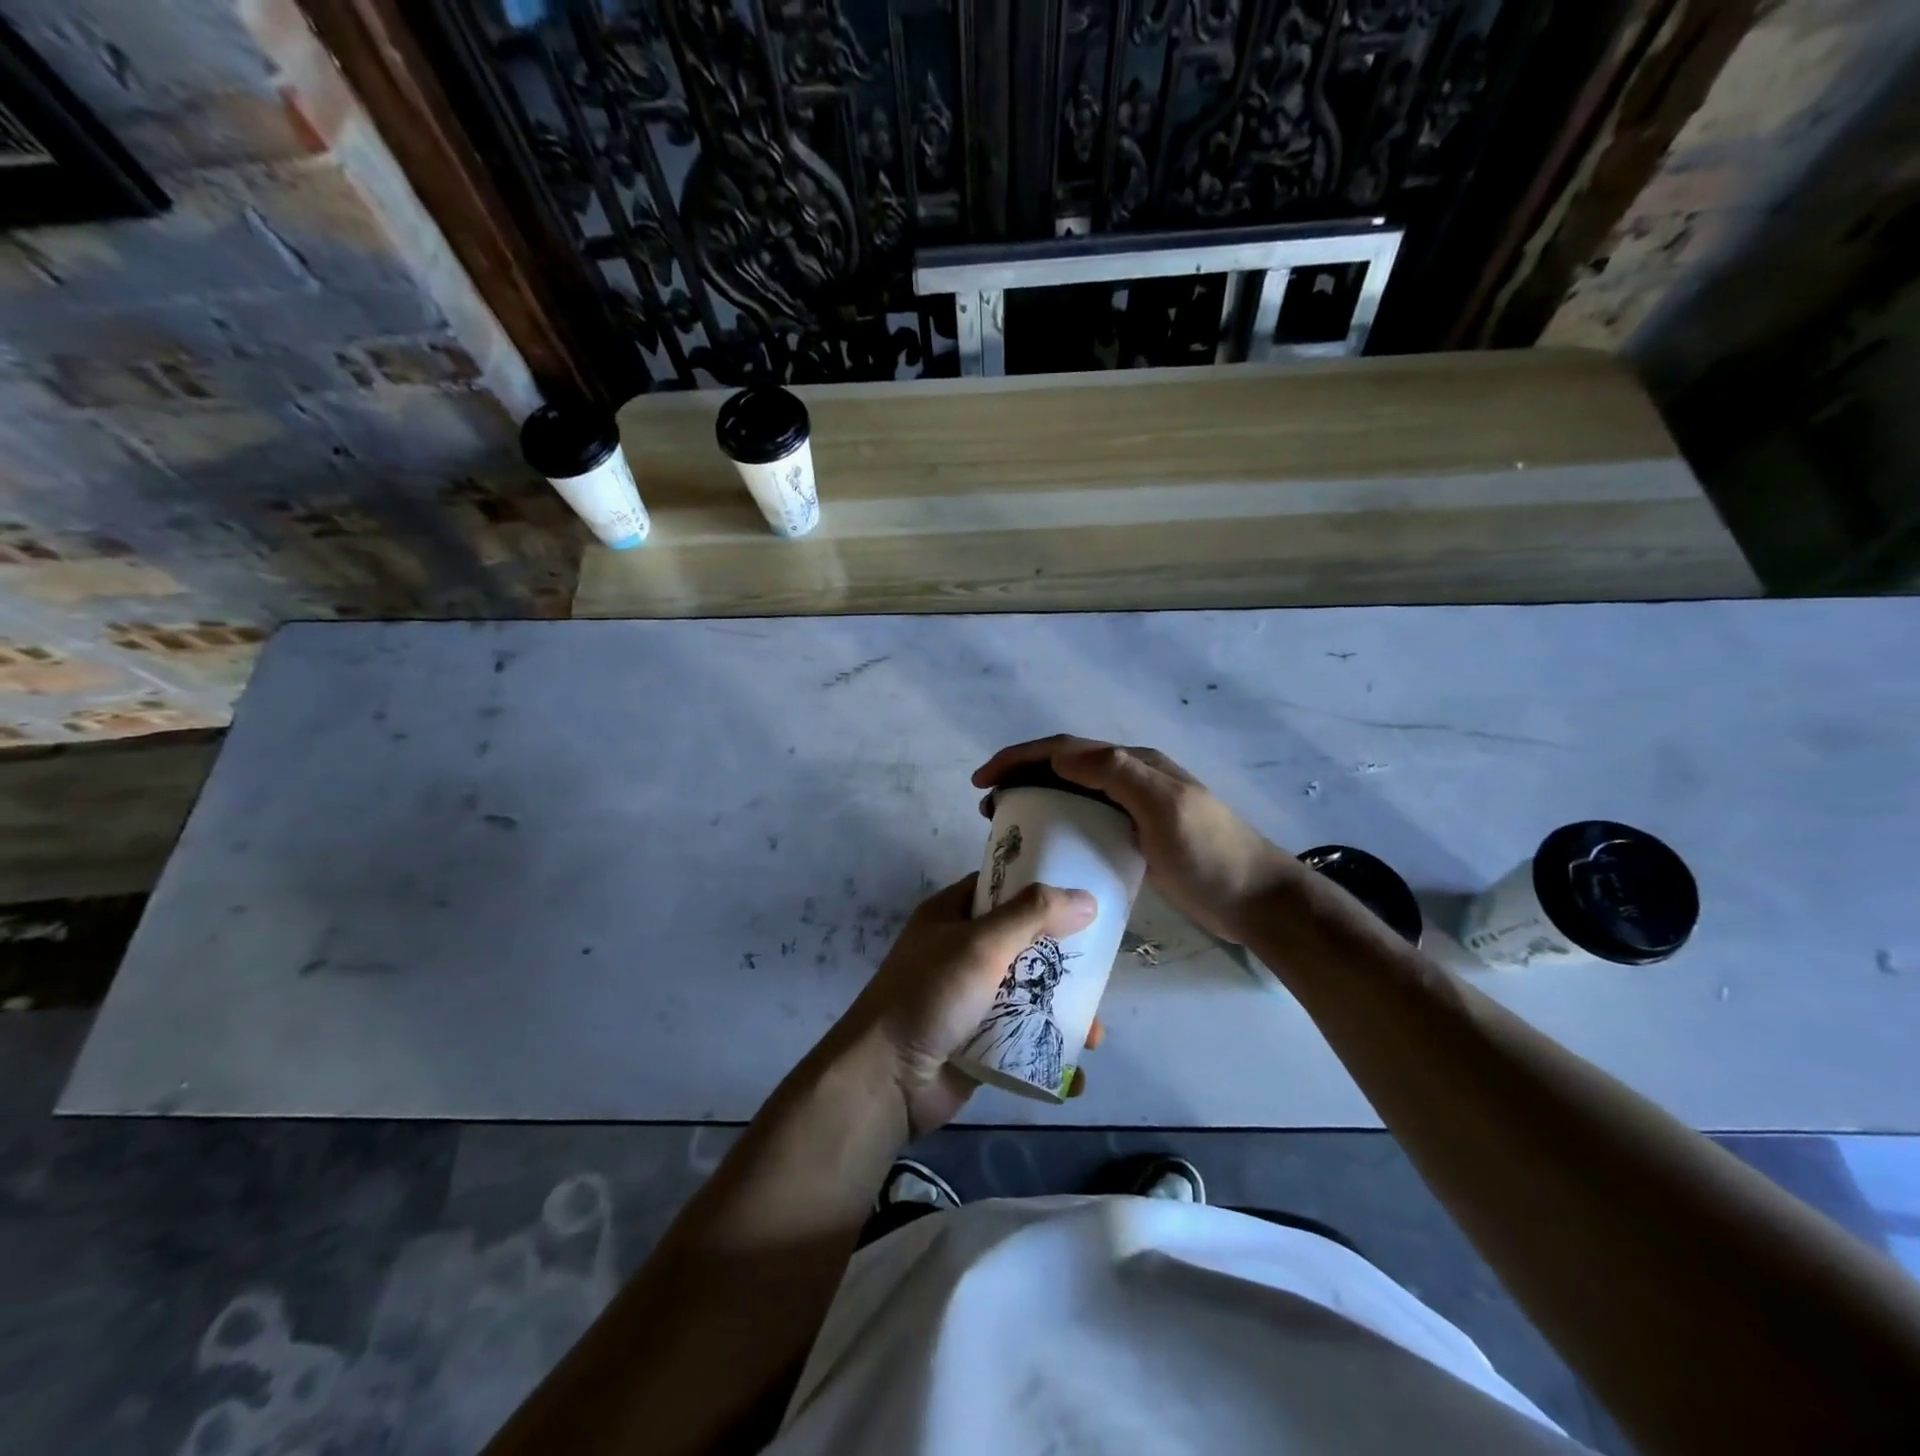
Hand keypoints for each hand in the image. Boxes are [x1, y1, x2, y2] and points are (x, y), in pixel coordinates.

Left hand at [840, 874, 1097, 1136]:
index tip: (1085, 895)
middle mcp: (962, 952)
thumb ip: (1032, 915)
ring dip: (1064, 1013)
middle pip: (1024, 944)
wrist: (886, 1079)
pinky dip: (1048, 1054)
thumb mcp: (981, 944)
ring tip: (1095, 1036)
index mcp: (952, 915)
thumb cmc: (931, 995)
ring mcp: (970, 1000)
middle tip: (1102, 972)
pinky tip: (1075, 1074)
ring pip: (1029, 995)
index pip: (1001, 888)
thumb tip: (1086, 898)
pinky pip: (1022, 1041)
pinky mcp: (979, 1043)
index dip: (1040, 888)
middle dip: (1063, 961)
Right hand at [974, 735, 1302, 946]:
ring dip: (1034, 799)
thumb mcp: (1166, 807)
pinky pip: (1084, 823)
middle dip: (1020, 776)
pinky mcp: (1134, 840)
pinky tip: (1043, 846)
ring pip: (1071, 794)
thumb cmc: (1210, 854)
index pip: (1066, 749)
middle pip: (1063, 767)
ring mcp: (1133, 811)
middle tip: (987, 804)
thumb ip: (1117, 773)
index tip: (983, 780)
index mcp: (1135, 764)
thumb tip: (1059, 754)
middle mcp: (1130, 779)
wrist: (1256, 902)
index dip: (1020, 757)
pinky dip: (1056, 825)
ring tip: (1004, 822)